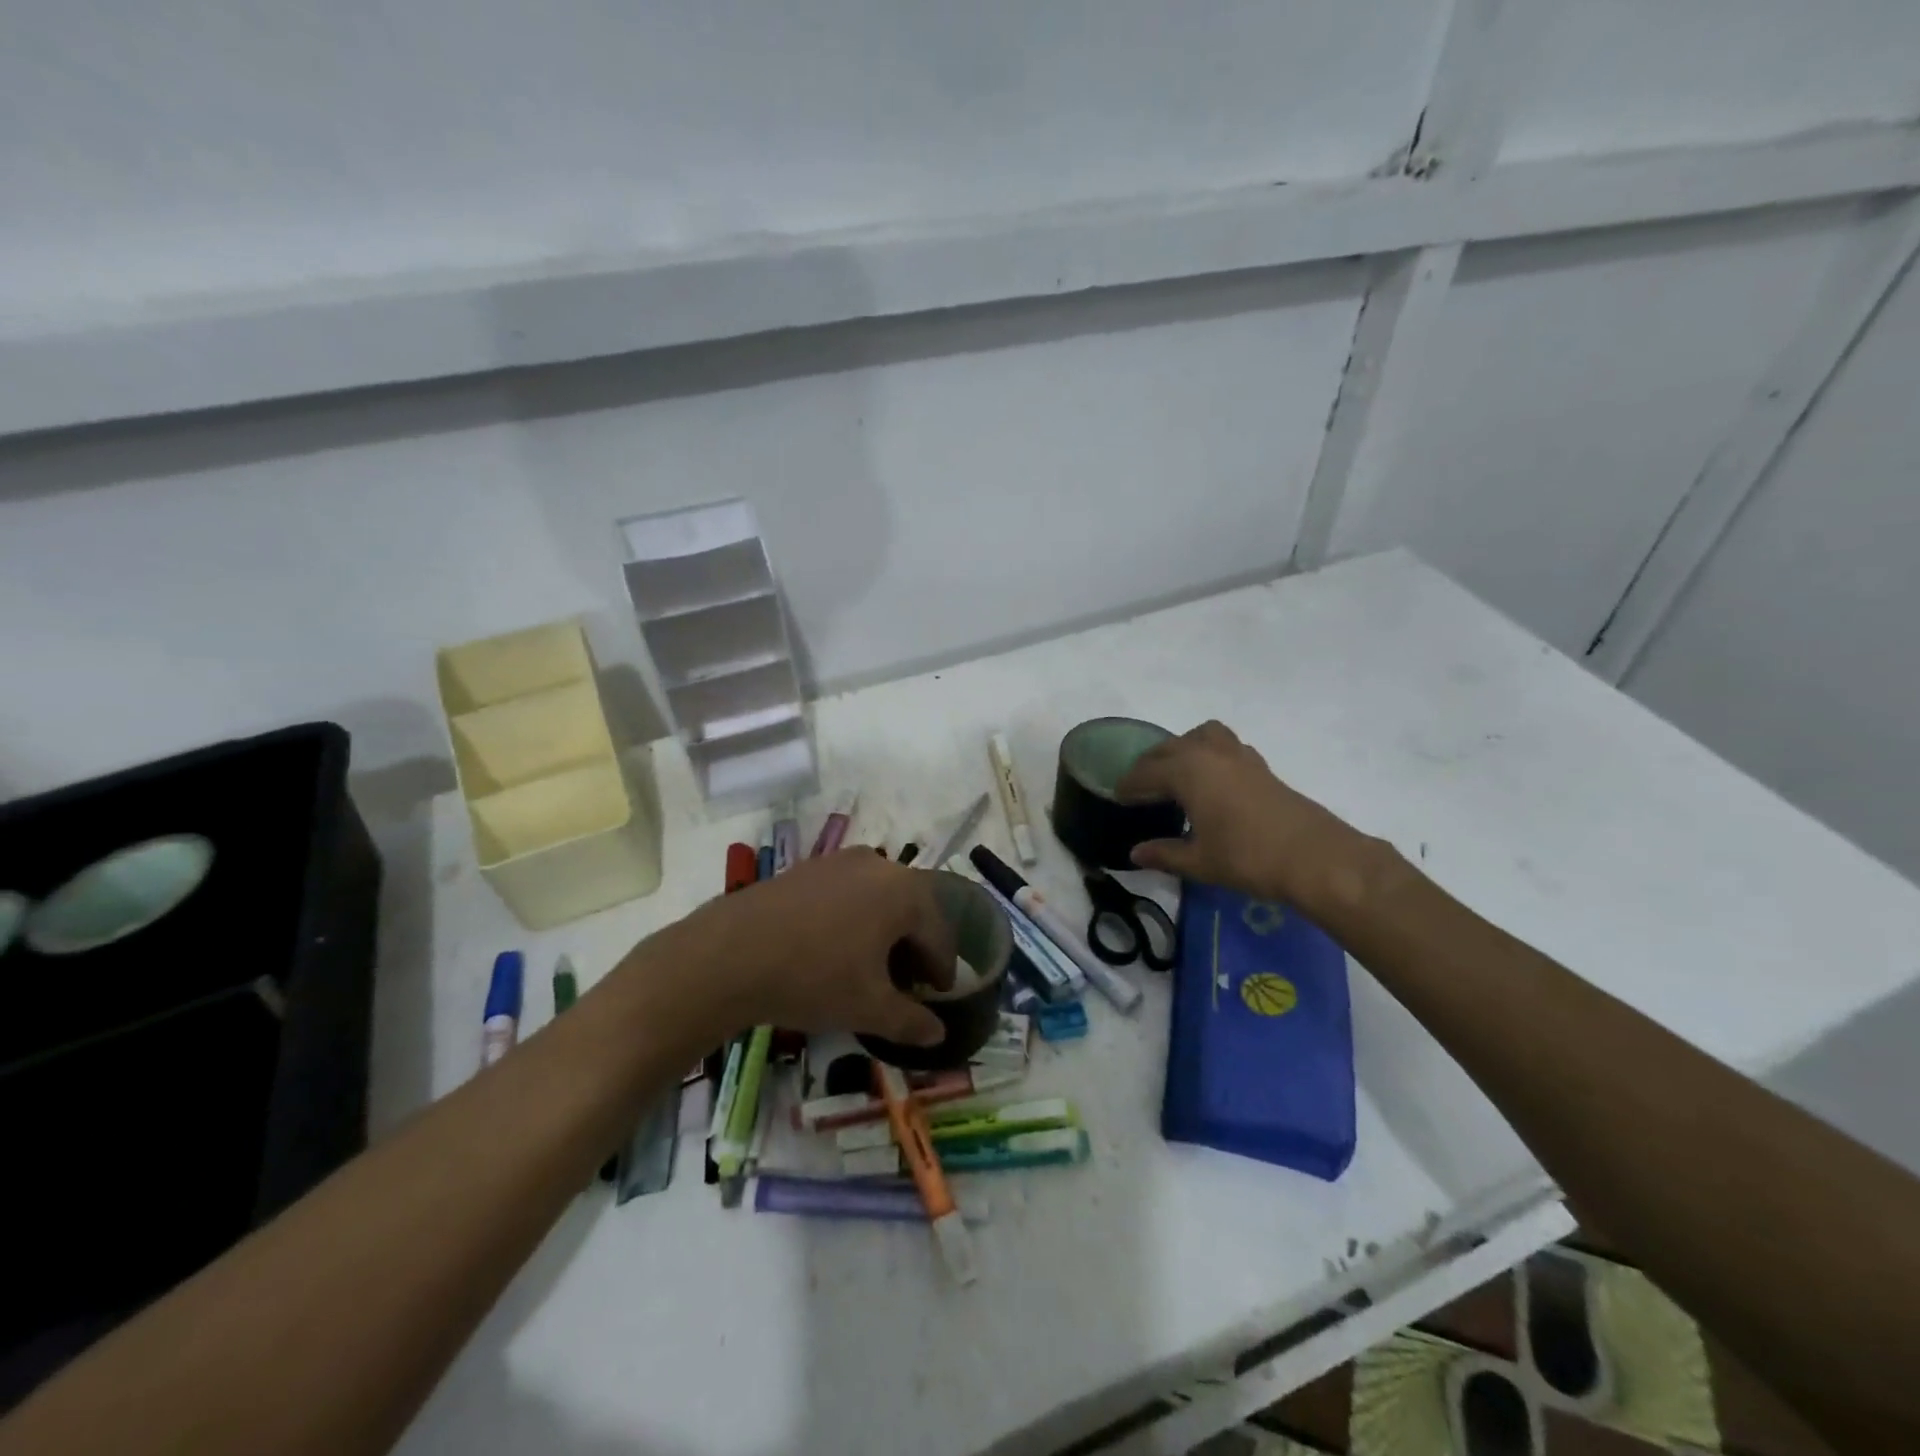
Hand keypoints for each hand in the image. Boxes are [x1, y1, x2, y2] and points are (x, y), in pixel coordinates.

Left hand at [667, 849, 956, 1046]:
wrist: (729, 954)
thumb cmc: (813, 978)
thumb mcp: (868, 1007)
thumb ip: (911, 1021)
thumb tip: (938, 1033)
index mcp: (905, 892)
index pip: (939, 935)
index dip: (942, 970)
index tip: (938, 997)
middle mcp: (879, 865)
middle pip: (912, 911)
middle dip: (914, 948)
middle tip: (906, 985)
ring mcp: (840, 861)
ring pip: (880, 898)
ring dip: (884, 932)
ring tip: (870, 967)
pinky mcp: (808, 867)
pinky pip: (848, 892)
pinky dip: (855, 918)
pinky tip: (835, 948)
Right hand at [1116, 720, 1376, 911]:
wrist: (1315, 858)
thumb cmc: (1248, 857)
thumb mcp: (1199, 861)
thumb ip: (1164, 853)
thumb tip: (1135, 853)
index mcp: (1188, 771)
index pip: (1146, 772)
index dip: (1129, 785)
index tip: (1117, 796)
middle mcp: (1210, 754)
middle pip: (1170, 748)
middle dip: (1151, 764)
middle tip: (1140, 788)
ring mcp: (1239, 756)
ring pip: (1201, 736)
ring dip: (1183, 749)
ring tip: (1176, 774)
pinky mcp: (1261, 767)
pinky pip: (1224, 747)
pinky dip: (1209, 755)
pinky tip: (1212, 783)